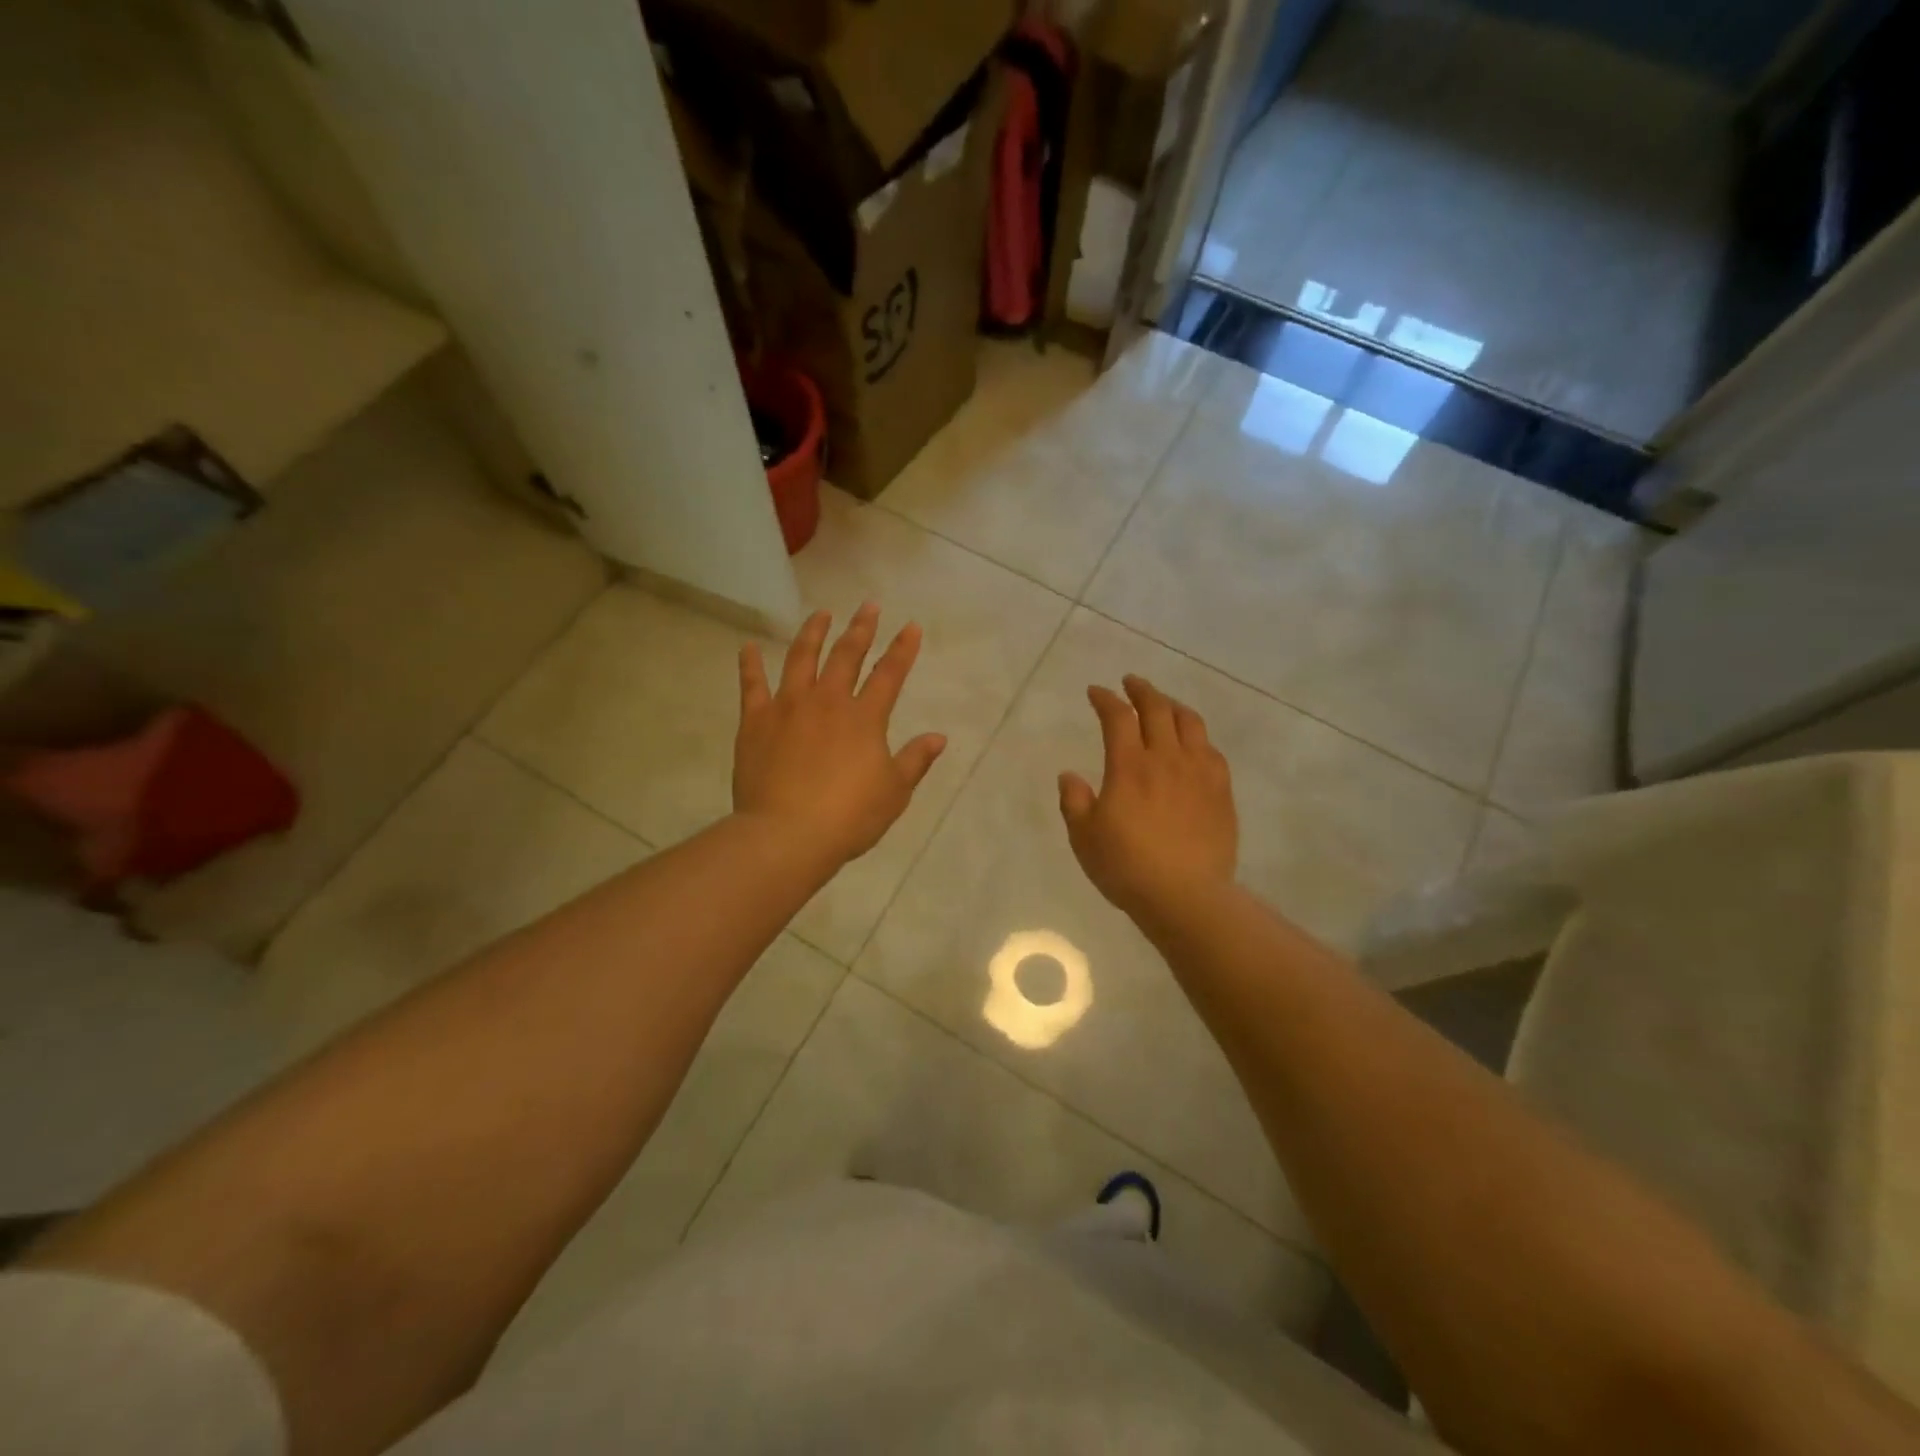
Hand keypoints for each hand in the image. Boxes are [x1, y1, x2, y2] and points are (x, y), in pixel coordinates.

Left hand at [734, 603, 946, 866]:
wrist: (786, 835)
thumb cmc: (848, 817)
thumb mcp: (894, 793)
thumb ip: (916, 760)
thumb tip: (939, 737)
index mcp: (864, 718)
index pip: (889, 674)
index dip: (903, 649)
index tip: (911, 626)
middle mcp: (827, 701)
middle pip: (846, 655)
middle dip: (860, 628)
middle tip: (868, 606)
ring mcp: (788, 707)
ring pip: (801, 658)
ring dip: (812, 633)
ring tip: (820, 614)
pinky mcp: (756, 721)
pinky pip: (752, 685)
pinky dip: (749, 664)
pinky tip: (748, 648)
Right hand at [1059, 675, 1237, 919]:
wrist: (1186, 896)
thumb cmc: (1127, 867)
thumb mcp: (1084, 837)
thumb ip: (1074, 801)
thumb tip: (1069, 774)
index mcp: (1130, 766)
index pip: (1118, 717)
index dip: (1105, 699)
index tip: (1096, 692)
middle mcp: (1167, 758)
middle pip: (1158, 709)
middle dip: (1141, 690)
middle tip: (1130, 682)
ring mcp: (1199, 772)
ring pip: (1190, 723)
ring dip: (1173, 706)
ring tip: (1164, 704)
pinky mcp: (1222, 791)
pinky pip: (1212, 750)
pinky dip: (1198, 737)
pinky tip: (1194, 744)